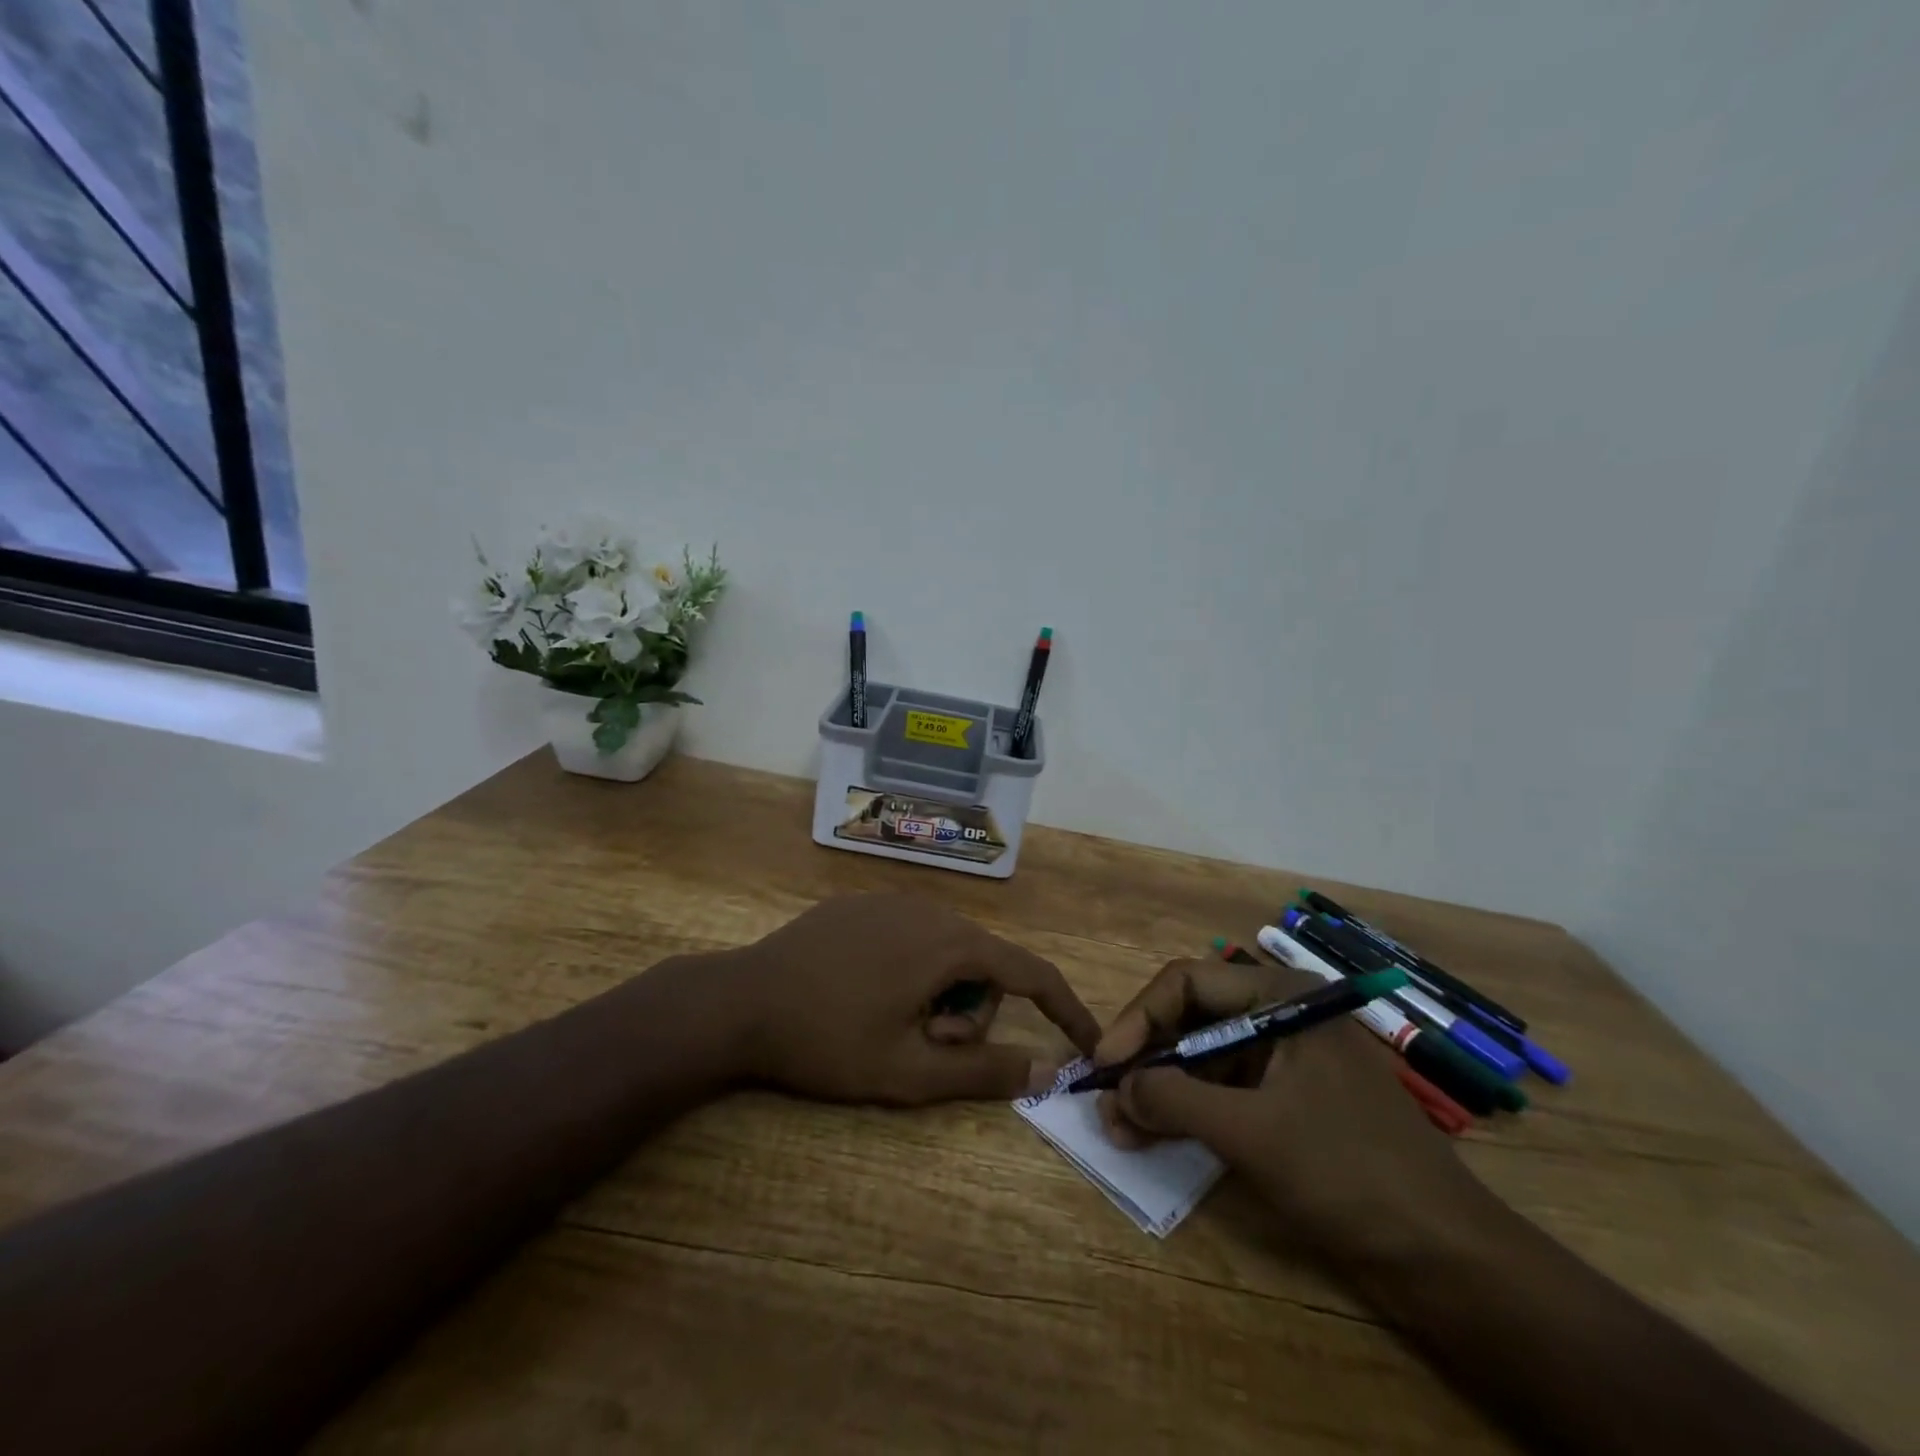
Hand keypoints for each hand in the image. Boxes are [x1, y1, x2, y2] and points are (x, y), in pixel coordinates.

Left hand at [718, 893, 1100, 1104]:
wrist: (739, 1001)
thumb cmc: (828, 1040)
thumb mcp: (909, 1072)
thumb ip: (984, 1072)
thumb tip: (1049, 1069)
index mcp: (950, 944)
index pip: (1031, 972)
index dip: (1066, 1009)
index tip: (1089, 1041)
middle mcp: (930, 909)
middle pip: (983, 966)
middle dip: (970, 1015)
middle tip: (924, 1049)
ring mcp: (892, 900)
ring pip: (947, 952)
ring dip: (939, 995)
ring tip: (890, 1024)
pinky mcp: (861, 904)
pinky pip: (912, 937)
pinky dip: (912, 971)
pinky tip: (865, 995)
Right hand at [1094, 957, 1484, 1253]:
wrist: (1450, 1258)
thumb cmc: (1349, 1172)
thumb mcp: (1252, 1132)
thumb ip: (1174, 1100)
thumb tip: (1115, 1089)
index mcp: (1281, 996)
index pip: (1188, 983)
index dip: (1138, 1019)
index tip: (1103, 1063)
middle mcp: (1281, 1014)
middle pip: (1193, 1018)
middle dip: (1146, 1058)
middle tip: (1105, 1098)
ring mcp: (1287, 1059)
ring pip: (1204, 1057)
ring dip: (1161, 1088)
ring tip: (1121, 1126)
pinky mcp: (1290, 1100)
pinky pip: (1225, 1090)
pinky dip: (1189, 1110)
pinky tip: (1156, 1135)